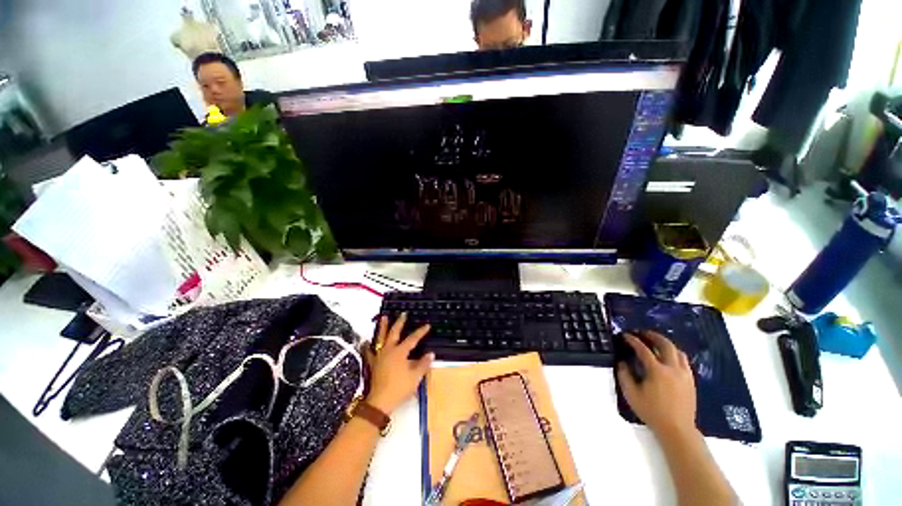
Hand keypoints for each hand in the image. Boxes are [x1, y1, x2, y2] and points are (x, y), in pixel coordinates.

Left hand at [365, 313, 433, 414]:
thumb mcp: (415, 377)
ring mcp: (379, 356)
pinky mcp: (373, 363)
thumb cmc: (399, 388)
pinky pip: (369, 351)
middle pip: (394, 332)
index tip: (427, 325)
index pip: (412, 339)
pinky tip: (366, 341)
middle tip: (403, 313)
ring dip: (383, 327)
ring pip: (381, 338)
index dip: (420, 332)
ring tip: (383, 317)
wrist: (380, 401)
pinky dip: (368, 345)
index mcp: (400, 352)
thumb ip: (423, 364)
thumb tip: (431, 353)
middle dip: (399, 322)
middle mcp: (389, 350)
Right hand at [617, 331, 696, 438]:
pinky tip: (668, 358)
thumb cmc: (652, 411)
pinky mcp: (691, 381)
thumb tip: (622, 362)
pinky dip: (675, 354)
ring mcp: (684, 374)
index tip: (625, 335)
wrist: (677, 429)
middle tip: (642, 333)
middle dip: (653, 336)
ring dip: (666, 344)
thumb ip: (624, 375)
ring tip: (656, 343)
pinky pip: (684, 361)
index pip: (643, 349)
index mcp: (657, 371)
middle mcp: (673, 369)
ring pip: (678, 351)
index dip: (633, 340)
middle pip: (665, 344)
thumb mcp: (631, 394)